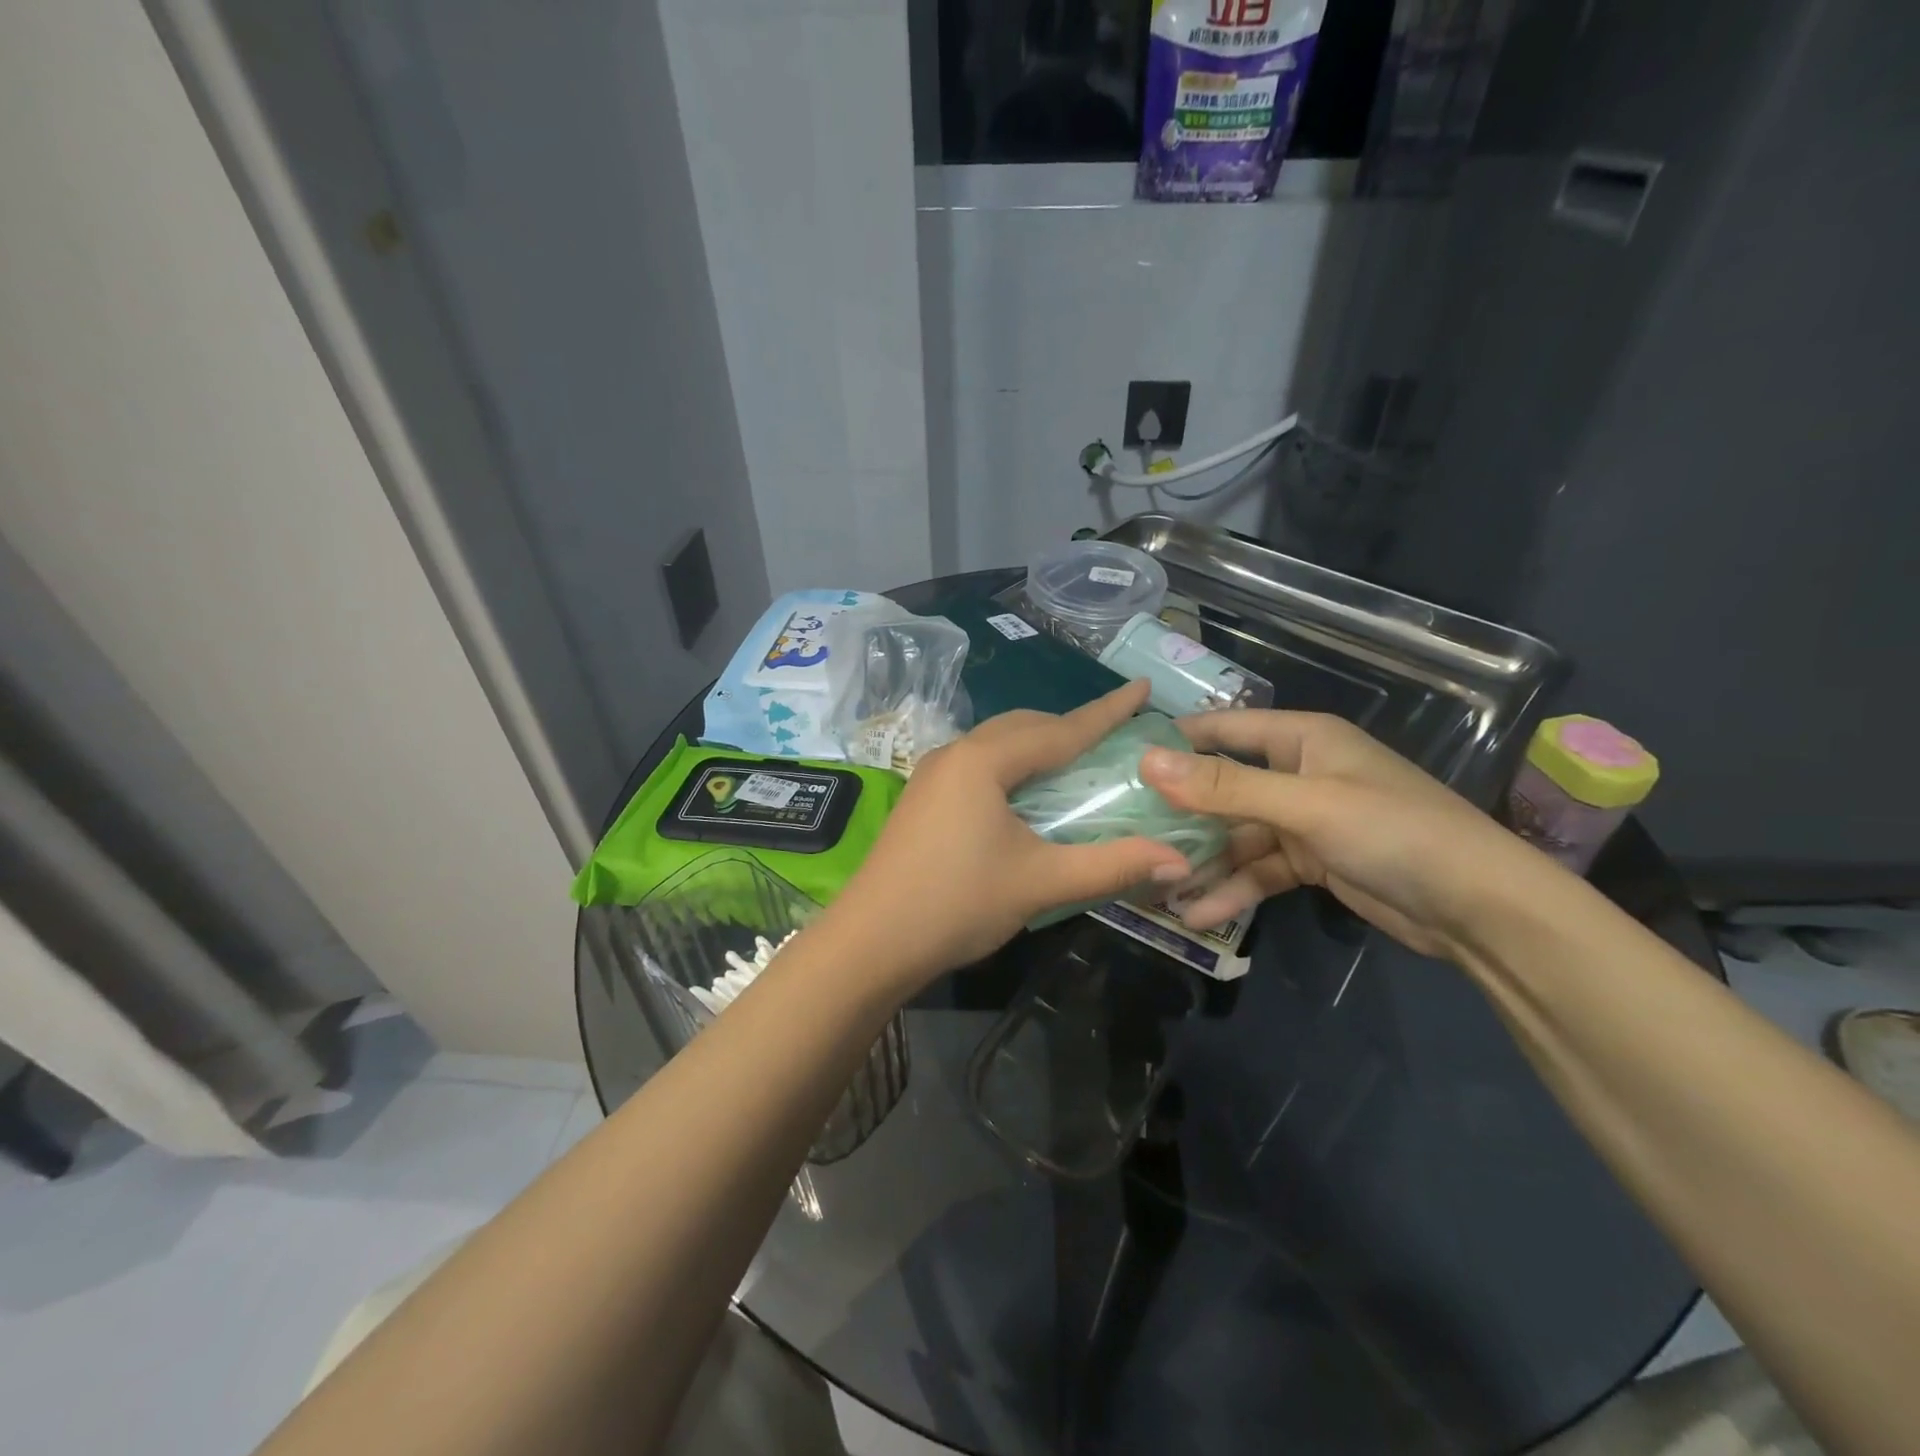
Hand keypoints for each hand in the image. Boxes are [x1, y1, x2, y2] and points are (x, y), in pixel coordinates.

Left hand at [826, 681, 1190, 988]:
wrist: (870, 942)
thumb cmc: (956, 903)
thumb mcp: (1040, 882)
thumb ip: (1111, 866)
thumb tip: (1179, 862)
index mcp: (983, 760)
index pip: (1060, 730)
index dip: (1107, 711)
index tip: (1142, 689)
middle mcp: (955, 754)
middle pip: (1025, 727)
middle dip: (1071, 728)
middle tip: (1116, 736)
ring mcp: (933, 775)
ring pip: (999, 745)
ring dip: (1040, 747)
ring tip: (1079, 761)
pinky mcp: (924, 798)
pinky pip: (981, 766)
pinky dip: (1015, 768)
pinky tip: (1030, 794)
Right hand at [1138, 711, 1557, 962]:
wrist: (1480, 909)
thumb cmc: (1394, 831)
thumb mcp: (1304, 804)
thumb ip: (1225, 786)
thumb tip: (1147, 761)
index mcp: (1302, 739)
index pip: (1223, 728)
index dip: (1175, 741)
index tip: (1121, 762)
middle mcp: (1298, 773)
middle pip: (1223, 787)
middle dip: (1180, 814)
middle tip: (1126, 834)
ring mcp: (1304, 820)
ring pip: (1237, 836)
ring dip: (1203, 861)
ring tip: (1154, 885)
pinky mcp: (1312, 862)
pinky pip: (1259, 870)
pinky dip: (1233, 889)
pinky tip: (1197, 913)